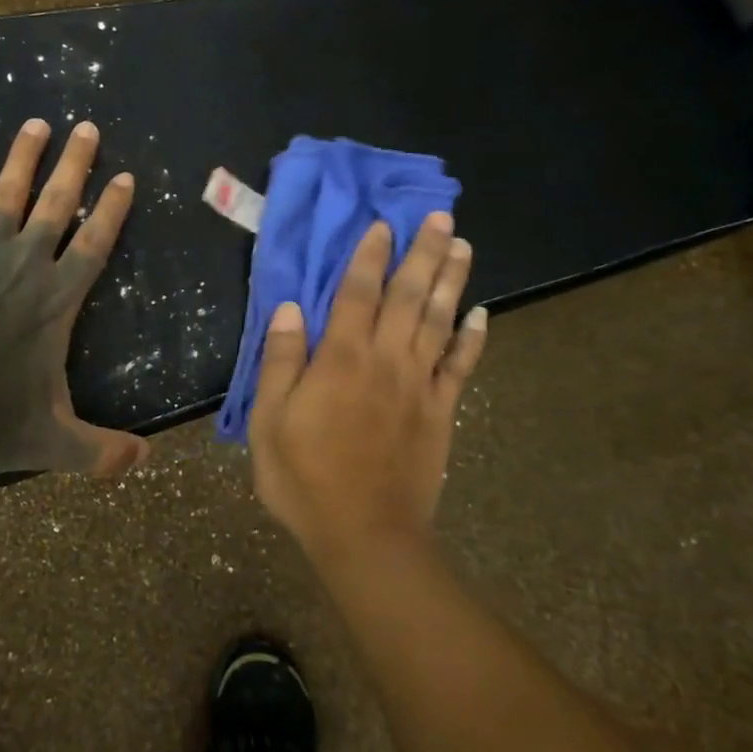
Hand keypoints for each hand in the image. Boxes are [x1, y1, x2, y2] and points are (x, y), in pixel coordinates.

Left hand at [0, 118, 149, 475]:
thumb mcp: (55, 443)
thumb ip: (102, 452)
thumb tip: (145, 462)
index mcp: (57, 301)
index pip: (95, 244)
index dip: (113, 209)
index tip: (126, 176)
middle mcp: (25, 267)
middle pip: (57, 204)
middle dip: (75, 164)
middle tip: (87, 127)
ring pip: (7, 195)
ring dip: (23, 158)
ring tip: (35, 123)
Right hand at [248, 215, 487, 567]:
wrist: (365, 535)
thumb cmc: (305, 478)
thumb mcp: (270, 422)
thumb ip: (280, 362)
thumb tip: (290, 308)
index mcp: (341, 359)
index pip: (357, 294)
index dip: (369, 256)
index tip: (382, 224)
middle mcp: (385, 360)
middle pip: (408, 296)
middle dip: (423, 253)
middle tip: (440, 216)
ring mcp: (419, 386)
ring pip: (439, 321)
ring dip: (452, 281)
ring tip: (463, 246)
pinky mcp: (441, 412)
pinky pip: (461, 367)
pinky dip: (473, 338)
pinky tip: (482, 313)